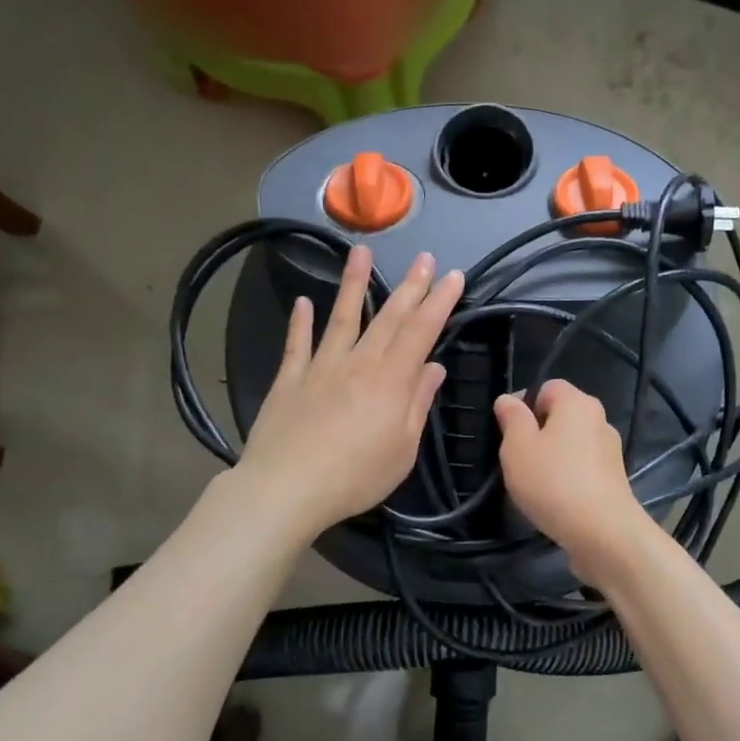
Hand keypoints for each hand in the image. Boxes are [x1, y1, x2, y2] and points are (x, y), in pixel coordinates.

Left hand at [234, 244, 463, 539]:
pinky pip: (297, 345)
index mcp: (390, 380)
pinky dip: (300, 322)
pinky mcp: (289, 380)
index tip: (453, 276)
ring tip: (360, 251)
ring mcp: (320, 368)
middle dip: (410, 286)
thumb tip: (434, 367)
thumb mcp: (402, 449)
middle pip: (388, 318)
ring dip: (353, 284)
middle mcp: (358, 363)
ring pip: (341, 318)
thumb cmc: (355, 476)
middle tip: (423, 257)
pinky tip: (304, 302)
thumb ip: (418, 404)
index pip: (421, 331)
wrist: (286, 488)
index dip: (439, 302)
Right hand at [493, 379, 654, 580]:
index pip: (547, 387)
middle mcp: (599, 419)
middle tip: (518, 460)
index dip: (524, 405)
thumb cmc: (553, 482)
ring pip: (571, 444)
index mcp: (577, 403)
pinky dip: (568, 477)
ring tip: (536, 485)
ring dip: (553, 458)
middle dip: (537, 433)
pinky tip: (556, 500)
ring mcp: (611, 450)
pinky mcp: (614, 478)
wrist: (603, 532)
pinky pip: (583, 467)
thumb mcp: (517, 447)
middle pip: (560, 416)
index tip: (509, 434)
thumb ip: (511, 418)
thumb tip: (508, 399)